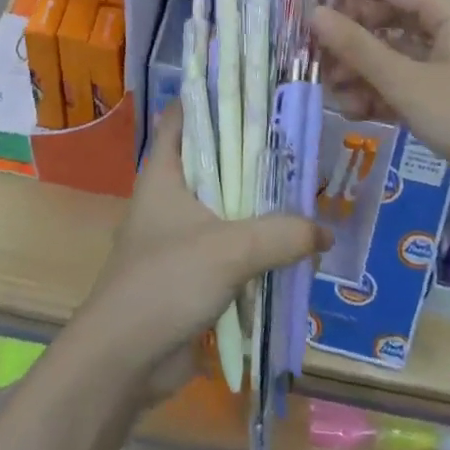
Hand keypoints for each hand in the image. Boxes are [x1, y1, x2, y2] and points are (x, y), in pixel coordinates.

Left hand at [79, 106, 331, 401]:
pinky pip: (230, 246)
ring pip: (225, 205)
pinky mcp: (191, 271)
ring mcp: (179, 234)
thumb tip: (324, 231)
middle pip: (213, 160)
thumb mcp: (229, 250)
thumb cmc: (166, 282)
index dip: (214, 98)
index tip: (256, 89)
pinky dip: (255, 244)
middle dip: (253, 154)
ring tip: (304, 189)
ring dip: (258, 204)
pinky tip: (291, 245)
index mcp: (164, 172)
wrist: (126, 359)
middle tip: (298, 143)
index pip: (184, 116)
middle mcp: (170, 195)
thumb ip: (281, 235)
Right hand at [307, 0, 449, 196]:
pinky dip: (381, 92)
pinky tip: (355, 111)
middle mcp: (449, 28)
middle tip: (311, 53)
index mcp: (447, 10)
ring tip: (331, 91)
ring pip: (393, 54)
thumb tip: (314, 15)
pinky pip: (407, 81)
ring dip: (361, 70)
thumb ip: (358, 49)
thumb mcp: (409, 84)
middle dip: (348, 37)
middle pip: (386, 19)